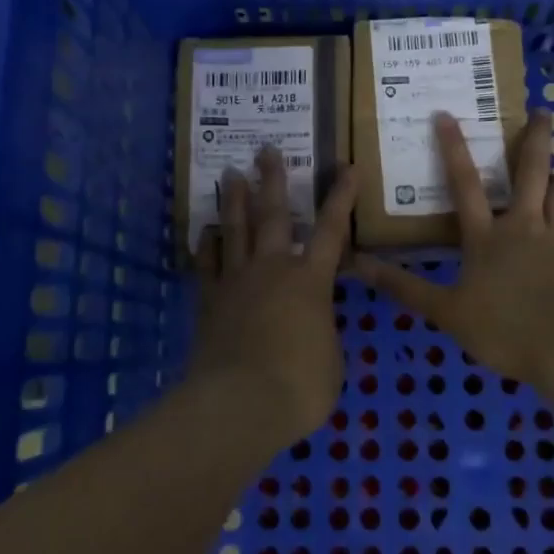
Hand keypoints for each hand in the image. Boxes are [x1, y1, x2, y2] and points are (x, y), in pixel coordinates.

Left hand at [191, 147, 359, 446]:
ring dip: (235, 201)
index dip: (341, 198)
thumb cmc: (300, 385)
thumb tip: (313, 326)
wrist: (240, 403)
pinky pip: (208, 265)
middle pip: (273, 216)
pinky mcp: (210, 302)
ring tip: (232, 173)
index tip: (347, 167)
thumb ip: (323, 332)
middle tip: (265, 150)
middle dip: (272, 181)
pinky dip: (208, 246)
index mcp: (310, 281)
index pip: (332, 230)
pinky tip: (206, 232)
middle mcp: (272, 270)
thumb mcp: (331, 359)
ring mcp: (237, 282)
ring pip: (235, 231)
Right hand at [353, 111, 553, 386]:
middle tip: (544, 112)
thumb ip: (404, 286)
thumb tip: (357, 265)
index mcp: (486, 236)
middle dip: (537, 138)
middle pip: (532, 172)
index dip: (453, 147)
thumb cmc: (501, 328)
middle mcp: (524, 226)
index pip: (464, 183)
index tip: (446, 114)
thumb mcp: (445, 311)